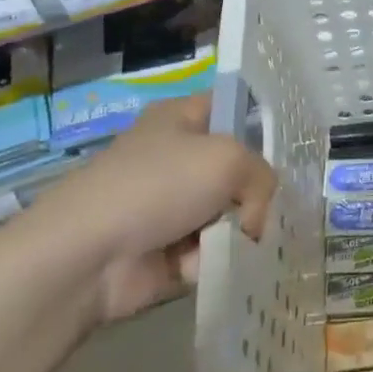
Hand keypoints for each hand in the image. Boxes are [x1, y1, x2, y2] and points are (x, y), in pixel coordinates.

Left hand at [10, 95, 275, 320]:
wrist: (86, 257)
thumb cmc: (157, 186)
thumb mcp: (229, 160)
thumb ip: (263, 177)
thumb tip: (253, 219)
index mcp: (181, 118)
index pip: (233, 107)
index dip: (261, 122)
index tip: (286, 149)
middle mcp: (177, 156)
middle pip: (238, 168)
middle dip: (254, 192)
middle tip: (263, 206)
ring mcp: (170, 205)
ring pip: (229, 213)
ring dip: (235, 232)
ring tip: (233, 242)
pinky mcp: (165, 249)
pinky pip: (210, 250)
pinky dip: (211, 260)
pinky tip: (200, 265)